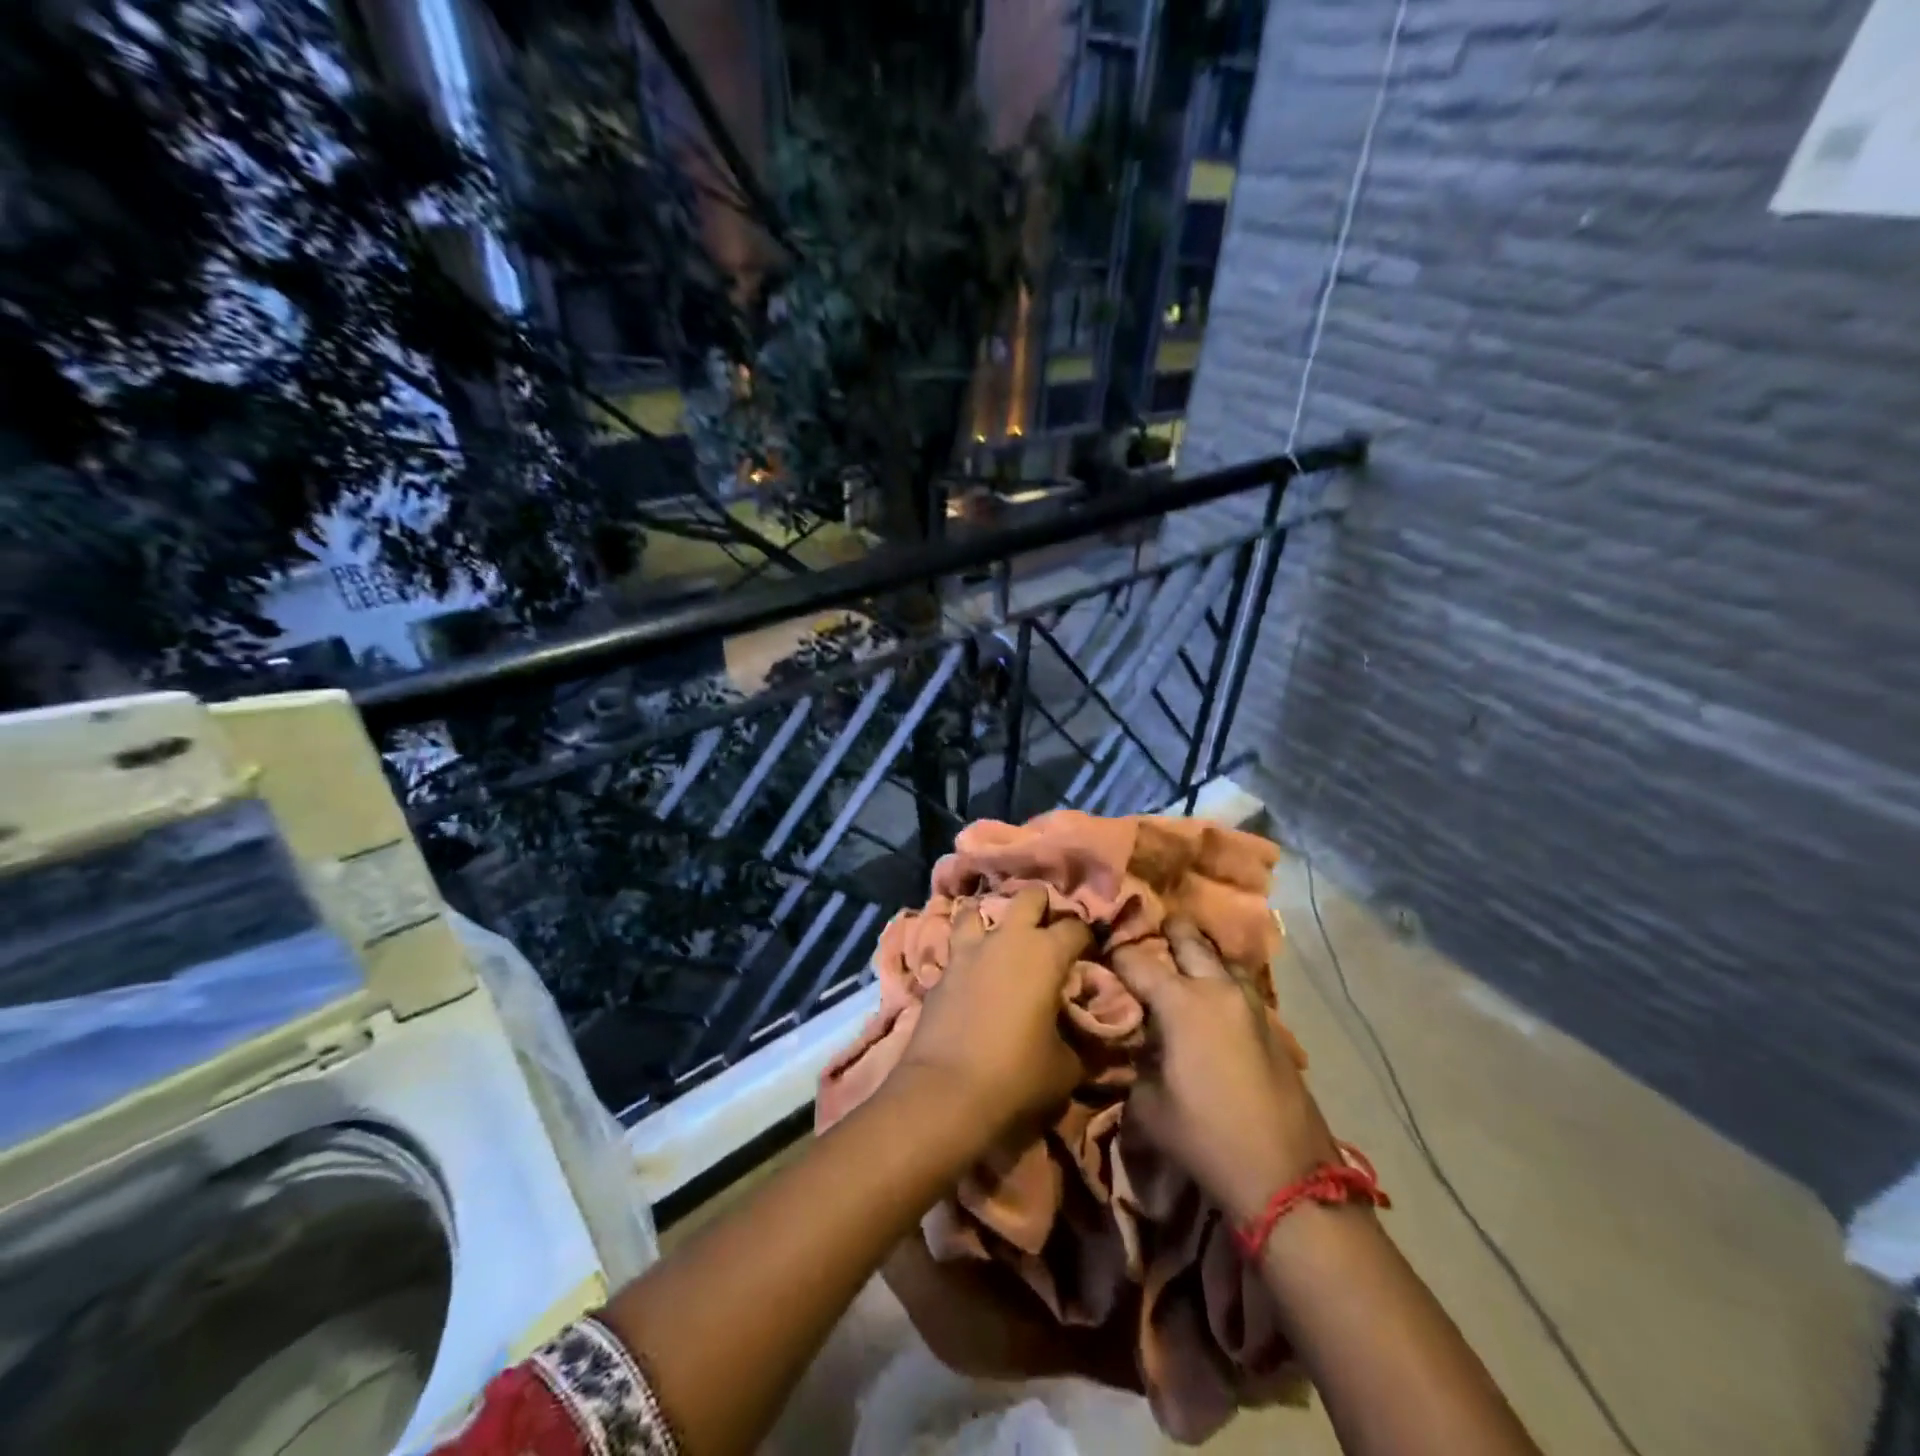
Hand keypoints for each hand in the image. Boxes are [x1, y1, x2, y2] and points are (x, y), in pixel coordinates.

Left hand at [897, 885, 1090, 1135]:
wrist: (945, 1093)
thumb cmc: (1017, 1076)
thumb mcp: (1066, 1067)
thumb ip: (1079, 1041)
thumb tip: (1084, 1036)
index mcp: (1046, 954)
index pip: (1076, 926)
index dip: (1087, 938)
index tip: (1089, 955)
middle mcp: (1007, 939)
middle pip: (1029, 896)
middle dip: (1042, 906)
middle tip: (1048, 933)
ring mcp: (968, 951)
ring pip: (977, 909)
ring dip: (991, 920)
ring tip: (1000, 940)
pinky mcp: (940, 971)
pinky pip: (955, 948)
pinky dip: (966, 954)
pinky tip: (972, 974)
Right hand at [1111, 919, 1337, 1222]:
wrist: (1284, 1174)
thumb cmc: (1205, 1137)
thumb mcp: (1148, 1103)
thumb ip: (1138, 1060)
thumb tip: (1140, 1043)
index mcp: (1180, 1002)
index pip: (1135, 960)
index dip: (1114, 954)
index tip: (1100, 953)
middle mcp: (1216, 989)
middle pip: (1188, 938)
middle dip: (1165, 931)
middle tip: (1147, 932)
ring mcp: (1250, 1004)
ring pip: (1221, 957)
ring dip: (1200, 954)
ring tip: (1182, 962)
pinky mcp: (1271, 1024)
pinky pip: (1239, 985)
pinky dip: (1221, 981)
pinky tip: (1211, 999)